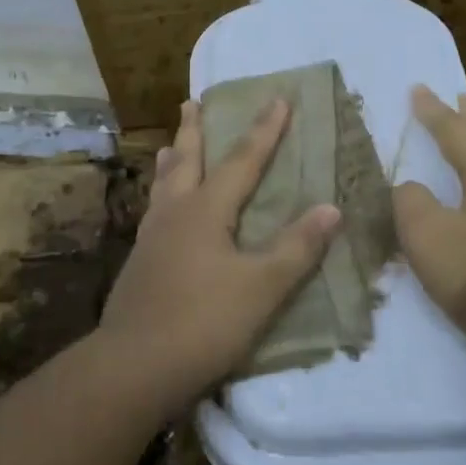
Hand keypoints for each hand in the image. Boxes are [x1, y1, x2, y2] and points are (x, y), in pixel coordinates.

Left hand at [95, 97, 341, 414]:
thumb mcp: (262, 288)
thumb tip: (330, 207)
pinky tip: (159, 211)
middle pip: (187, 161)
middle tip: (190, 102)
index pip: (242, 161)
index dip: (264, 130)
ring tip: (170, 146)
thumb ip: (296, 247)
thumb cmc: (204, 323)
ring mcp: (151, 238)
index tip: (278, 98)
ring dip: (172, 160)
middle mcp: (174, 214)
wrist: (134, 365)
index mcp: (205, 211)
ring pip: (163, 186)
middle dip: (195, 131)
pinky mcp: (139, 263)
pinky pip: (153, 211)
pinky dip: (160, 195)